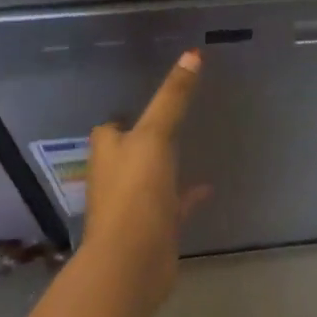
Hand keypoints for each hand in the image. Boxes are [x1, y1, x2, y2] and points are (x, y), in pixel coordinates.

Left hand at [82, 50, 210, 306]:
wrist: (132, 263)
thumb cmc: (135, 192)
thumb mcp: (155, 136)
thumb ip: (172, 97)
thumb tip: (192, 54)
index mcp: (108, 153)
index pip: (110, 128)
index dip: (124, 116)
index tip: (146, 101)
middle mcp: (116, 177)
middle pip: (128, 152)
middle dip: (144, 139)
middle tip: (173, 120)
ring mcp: (135, 205)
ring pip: (150, 178)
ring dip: (165, 166)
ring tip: (191, 146)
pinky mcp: (155, 227)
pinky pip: (173, 204)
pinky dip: (187, 195)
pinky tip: (208, 187)